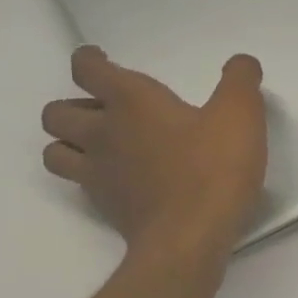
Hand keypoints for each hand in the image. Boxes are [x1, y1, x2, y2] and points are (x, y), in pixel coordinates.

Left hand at [41, 46, 267, 266]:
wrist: (190, 237)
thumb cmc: (214, 169)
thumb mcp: (242, 116)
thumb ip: (240, 81)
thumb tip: (242, 62)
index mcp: (132, 102)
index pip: (88, 69)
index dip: (90, 60)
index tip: (100, 59)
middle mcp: (103, 133)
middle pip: (57, 111)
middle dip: (75, 104)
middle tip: (107, 110)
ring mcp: (98, 174)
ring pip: (55, 150)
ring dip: (70, 143)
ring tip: (100, 145)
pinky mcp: (105, 207)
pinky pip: (80, 185)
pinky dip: (90, 177)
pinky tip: (119, 180)